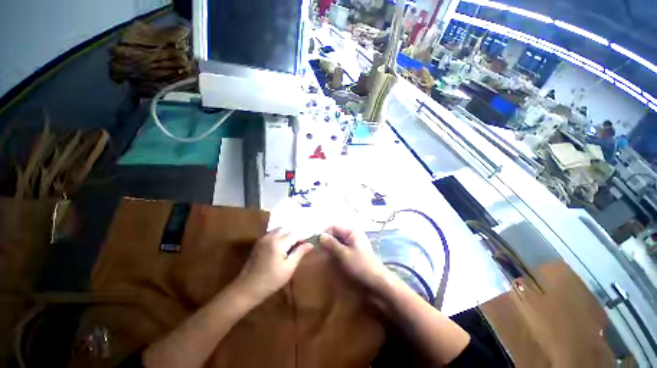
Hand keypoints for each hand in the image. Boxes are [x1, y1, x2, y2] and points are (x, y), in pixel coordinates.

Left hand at [235, 229, 313, 302]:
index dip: (302, 237)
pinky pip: (271, 233)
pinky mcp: (258, 243)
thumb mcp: (289, 268)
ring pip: (278, 230)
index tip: (307, 244)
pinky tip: (281, 246)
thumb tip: (310, 244)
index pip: (295, 234)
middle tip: (299, 244)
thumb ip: (299, 253)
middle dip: (294, 234)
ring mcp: (263, 239)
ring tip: (291, 244)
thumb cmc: (271, 280)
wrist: (247, 288)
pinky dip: (279, 235)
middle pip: (286, 229)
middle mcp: (271, 237)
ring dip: (286, 234)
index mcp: (279, 243)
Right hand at [320, 226, 390, 292]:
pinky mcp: (354, 251)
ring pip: (337, 240)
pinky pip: (341, 247)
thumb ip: (331, 244)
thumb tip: (320, 235)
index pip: (333, 226)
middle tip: (318, 251)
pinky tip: (331, 258)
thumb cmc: (360, 266)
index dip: (324, 233)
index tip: (316, 243)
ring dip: (330, 246)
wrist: (377, 282)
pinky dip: (335, 251)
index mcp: (351, 231)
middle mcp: (352, 234)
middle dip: (327, 240)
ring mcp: (353, 242)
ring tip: (323, 255)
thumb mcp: (343, 254)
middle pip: (335, 233)